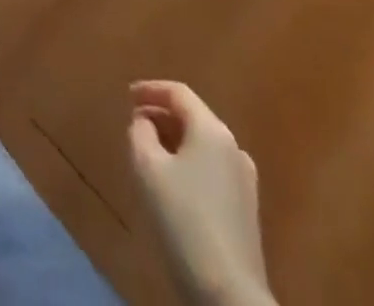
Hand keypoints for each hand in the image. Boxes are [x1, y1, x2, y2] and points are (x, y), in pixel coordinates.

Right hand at [128, 82, 272, 305]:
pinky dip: (189, 163)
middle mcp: (233, 148)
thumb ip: (140, 132)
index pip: (178, 92)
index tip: (127, 96)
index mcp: (212, 130)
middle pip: (193, 117)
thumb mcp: (146, 167)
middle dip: (162, 116)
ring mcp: (245, 181)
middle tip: (135, 124)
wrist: (229, 295)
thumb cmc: (183, 220)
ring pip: (203, 145)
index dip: (150, 89)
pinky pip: (212, 169)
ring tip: (150, 152)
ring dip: (175, 141)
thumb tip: (145, 122)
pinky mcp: (247, 211)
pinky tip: (174, 184)